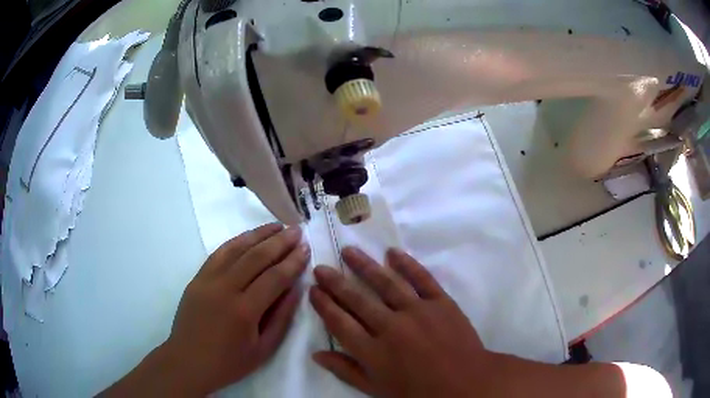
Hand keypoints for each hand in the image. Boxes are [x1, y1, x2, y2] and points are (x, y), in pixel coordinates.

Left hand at [102, 223, 309, 396]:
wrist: (188, 361)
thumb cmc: (229, 362)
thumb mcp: (264, 349)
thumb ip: (282, 317)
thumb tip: (296, 288)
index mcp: (244, 311)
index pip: (275, 277)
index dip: (293, 261)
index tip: (307, 247)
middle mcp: (225, 289)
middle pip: (256, 257)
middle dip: (280, 241)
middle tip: (297, 230)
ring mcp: (207, 280)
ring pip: (236, 248)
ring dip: (258, 234)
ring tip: (277, 225)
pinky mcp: (197, 278)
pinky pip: (218, 253)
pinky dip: (236, 241)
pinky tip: (248, 236)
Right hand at [309, 247, 492, 396]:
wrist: (465, 384)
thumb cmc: (418, 392)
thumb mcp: (376, 389)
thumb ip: (346, 371)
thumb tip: (316, 355)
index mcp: (373, 351)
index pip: (340, 322)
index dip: (324, 305)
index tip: (313, 290)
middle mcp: (391, 327)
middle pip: (357, 299)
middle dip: (335, 282)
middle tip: (321, 267)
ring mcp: (418, 311)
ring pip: (386, 283)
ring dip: (365, 266)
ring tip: (349, 251)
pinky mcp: (441, 302)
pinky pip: (422, 279)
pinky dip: (407, 264)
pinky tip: (393, 252)